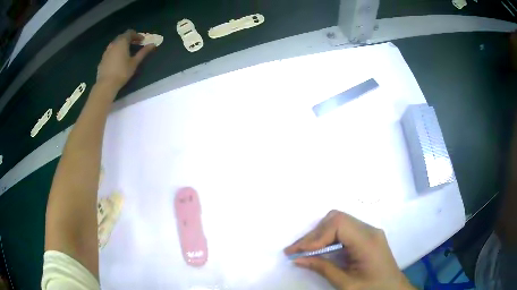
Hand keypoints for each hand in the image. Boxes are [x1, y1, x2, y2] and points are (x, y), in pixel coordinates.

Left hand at [97, 29, 154, 90]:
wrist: (106, 84)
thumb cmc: (122, 72)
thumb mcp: (135, 62)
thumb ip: (143, 52)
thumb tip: (153, 45)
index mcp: (122, 42)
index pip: (130, 32)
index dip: (136, 35)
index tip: (142, 41)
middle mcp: (113, 44)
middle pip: (122, 36)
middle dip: (129, 38)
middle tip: (135, 44)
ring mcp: (106, 51)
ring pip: (115, 43)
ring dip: (121, 44)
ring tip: (126, 51)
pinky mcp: (102, 59)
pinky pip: (110, 51)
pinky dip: (115, 51)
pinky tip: (118, 59)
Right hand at [284, 210, 414, 289]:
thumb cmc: (373, 289)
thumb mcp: (346, 284)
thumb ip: (323, 269)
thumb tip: (298, 259)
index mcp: (368, 241)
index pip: (338, 225)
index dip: (315, 236)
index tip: (296, 251)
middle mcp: (370, 230)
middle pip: (337, 219)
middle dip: (314, 234)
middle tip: (296, 250)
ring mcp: (370, 232)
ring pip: (339, 222)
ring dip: (319, 234)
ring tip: (303, 250)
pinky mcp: (367, 237)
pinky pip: (345, 230)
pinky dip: (328, 237)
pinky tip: (319, 249)